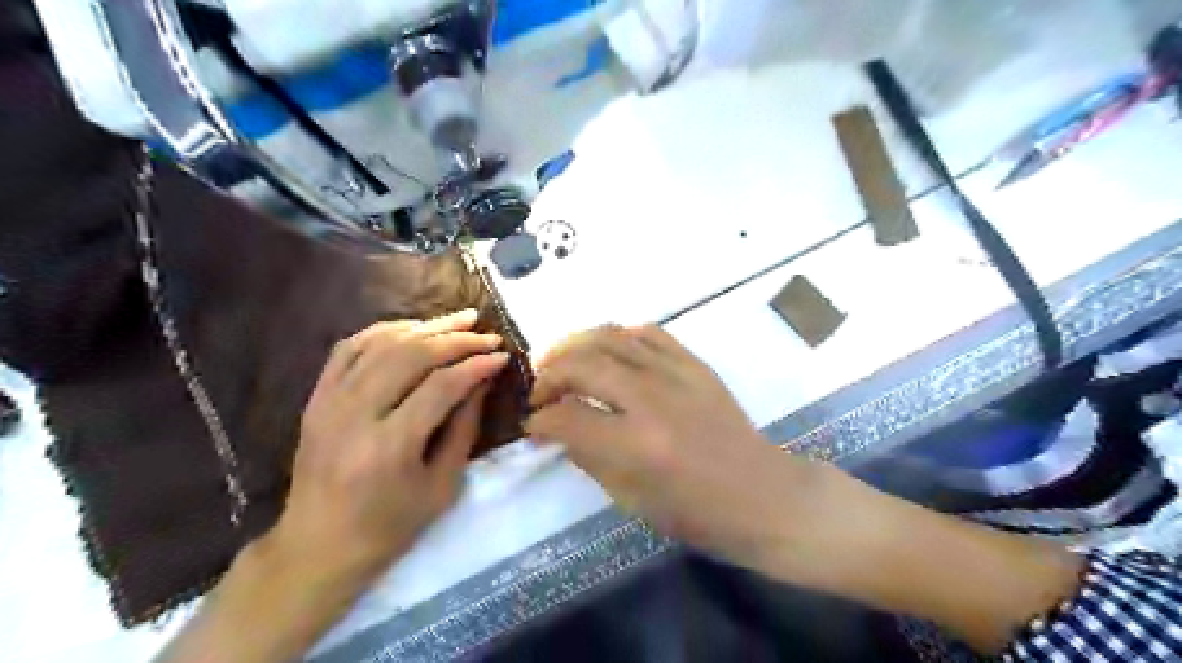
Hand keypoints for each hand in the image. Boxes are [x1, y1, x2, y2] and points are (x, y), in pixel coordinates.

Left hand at [271, 309, 507, 580]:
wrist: (317, 546)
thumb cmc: (389, 526)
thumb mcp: (442, 485)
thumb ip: (464, 427)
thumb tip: (482, 380)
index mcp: (389, 447)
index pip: (441, 387)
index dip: (476, 365)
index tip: (502, 355)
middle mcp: (354, 416)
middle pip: (411, 356)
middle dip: (456, 339)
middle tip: (486, 334)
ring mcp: (329, 403)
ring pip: (381, 344)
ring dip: (425, 327)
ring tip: (459, 319)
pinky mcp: (316, 398)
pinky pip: (349, 348)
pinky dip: (384, 330)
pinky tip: (412, 328)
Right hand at [526, 323, 824, 565]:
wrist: (762, 494)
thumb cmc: (697, 512)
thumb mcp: (630, 499)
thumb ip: (587, 457)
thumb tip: (556, 429)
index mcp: (635, 446)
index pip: (566, 417)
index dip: (540, 421)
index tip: (533, 425)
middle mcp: (651, 400)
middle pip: (581, 364)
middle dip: (548, 375)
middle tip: (540, 393)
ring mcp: (676, 374)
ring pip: (609, 337)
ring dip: (575, 345)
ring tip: (561, 361)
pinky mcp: (694, 363)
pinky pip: (648, 332)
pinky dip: (618, 336)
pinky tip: (607, 351)